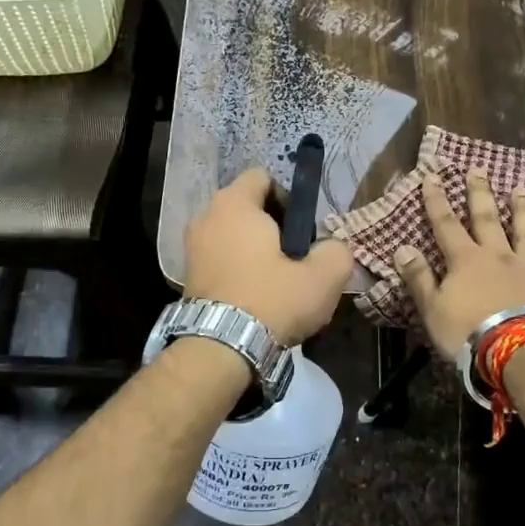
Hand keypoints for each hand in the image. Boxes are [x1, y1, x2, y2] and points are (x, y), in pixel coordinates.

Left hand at [183, 167, 354, 343]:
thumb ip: (337, 251)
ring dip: (252, 251)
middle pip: (246, 208)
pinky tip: (253, 298)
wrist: (221, 349)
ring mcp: (191, 247)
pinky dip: (236, 271)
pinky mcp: (187, 276)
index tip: (301, 231)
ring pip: (232, 236)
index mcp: (235, 203)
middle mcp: (206, 216)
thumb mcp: (323, 276)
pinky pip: (219, 260)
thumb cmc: (272, 300)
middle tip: (293, 259)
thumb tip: (331, 248)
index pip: (262, 177)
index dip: (287, 198)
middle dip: (271, 227)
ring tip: (274, 283)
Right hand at [392, 170, 524, 360]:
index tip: (433, 176)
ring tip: (523, 190)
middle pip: (488, 219)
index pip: (446, 224)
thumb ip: (419, 277)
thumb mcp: (432, 308)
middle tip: (479, 169)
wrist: (516, 352)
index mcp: (465, 260)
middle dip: (480, 194)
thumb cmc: (466, 332)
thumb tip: (402, 248)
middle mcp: (498, 257)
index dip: (437, 201)